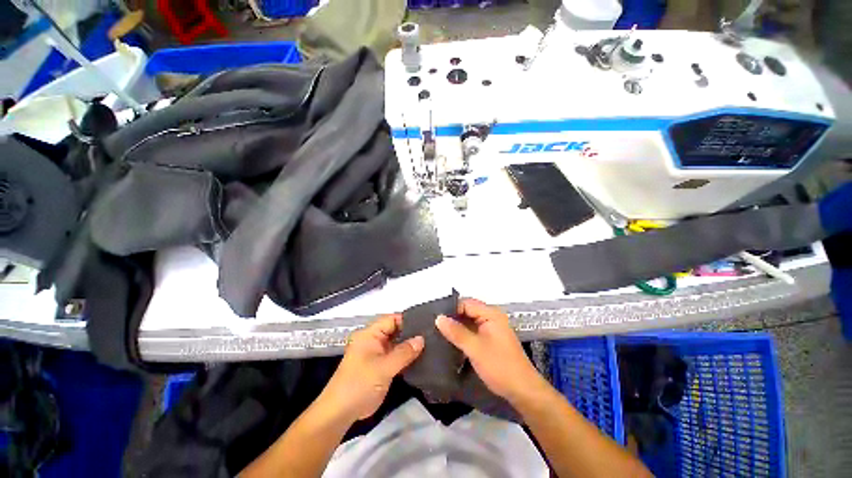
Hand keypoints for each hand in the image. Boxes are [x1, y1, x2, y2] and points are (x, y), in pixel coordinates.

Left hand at [321, 314, 423, 421]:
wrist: (341, 413)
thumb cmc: (360, 384)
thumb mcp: (384, 367)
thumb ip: (404, 352)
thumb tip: (422, 339)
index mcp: (370, 334)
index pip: (392, 319)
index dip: (408, 320)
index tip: (426, 324)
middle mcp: (373, 340)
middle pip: (395, 330)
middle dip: (411, 333)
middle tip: (431, 334)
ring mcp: (376, 353)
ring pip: (396, 344)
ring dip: (409, 345)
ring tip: (430, 344)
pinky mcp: (380, 365)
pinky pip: (395, 356)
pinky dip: (406, 356)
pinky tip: (421, 357)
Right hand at [435, 299, 545, 404]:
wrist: (522, 390)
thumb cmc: (499, 366)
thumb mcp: (475, 348)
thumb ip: (456, 332)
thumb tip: (438, 318)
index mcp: (491, 314)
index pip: (466, 303)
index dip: (451, 309)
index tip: (435, 318)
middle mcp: (491, 317)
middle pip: (467, 311)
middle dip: (452, 318)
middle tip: (433, 325)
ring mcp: (491, 328)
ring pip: (468, 322)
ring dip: (456, 327)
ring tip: (437, 332)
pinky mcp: (489, 339)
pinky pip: (472, 331)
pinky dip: (462, 335)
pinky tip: (450, 341)